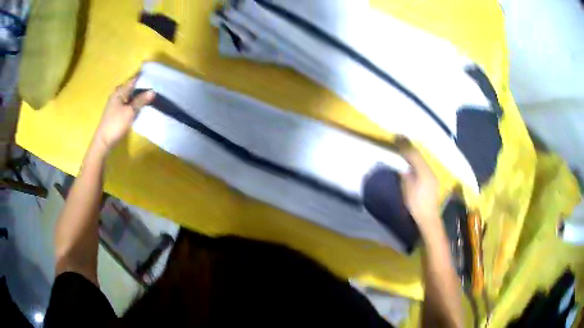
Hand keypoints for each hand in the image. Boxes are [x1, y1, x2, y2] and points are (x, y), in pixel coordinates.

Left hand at [93, 77, 154, 152]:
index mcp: (119, 92)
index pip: (133, 81)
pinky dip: (134, 103)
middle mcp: (117, 96)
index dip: (143, 78)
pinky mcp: (116, 113)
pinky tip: (141, 106)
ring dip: (138, 96)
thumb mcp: (130, 112)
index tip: (155, 76)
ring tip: (151, 95)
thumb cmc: (116, 124)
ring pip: (129, 96)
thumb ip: (141, 101)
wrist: (104, 142)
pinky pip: (127, 104)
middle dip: (141, 87)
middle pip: (131, 88)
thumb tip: (152, 91)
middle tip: (154, 86)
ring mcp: (116, 105)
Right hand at [398, 139, 441, 232]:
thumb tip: (403, 167)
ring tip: (405, 149)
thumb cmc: (417, 205)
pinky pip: (424, 166)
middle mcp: (430, 171)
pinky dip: (417, 162)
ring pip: (422, 160)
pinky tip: (412, 163)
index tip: (396, 138)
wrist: (428, 218)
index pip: (413, 155)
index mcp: (424, 171)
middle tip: (400, 140)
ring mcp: (432, 176)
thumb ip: (405, 176)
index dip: (405, 146)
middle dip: (409, 147)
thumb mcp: (407, 190)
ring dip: (414, 154)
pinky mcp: (432, 181)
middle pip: (419, 155)